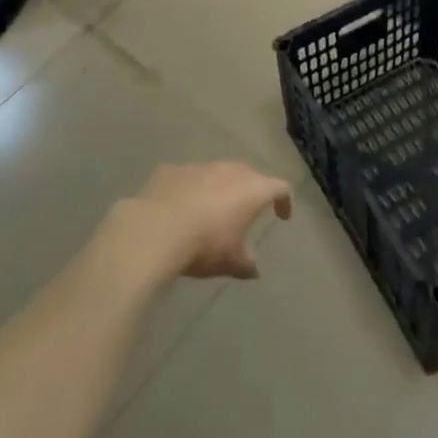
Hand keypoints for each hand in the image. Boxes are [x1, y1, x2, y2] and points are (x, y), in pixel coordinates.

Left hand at [116, 162, 292, 281]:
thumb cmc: (203, 245)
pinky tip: (180, 209)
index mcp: (251, 190)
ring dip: (219, 189)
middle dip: (251, 191)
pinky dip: (190, 190)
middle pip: (249, 175)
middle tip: (247, 211)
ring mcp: (199, 167)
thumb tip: (255, 270)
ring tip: (212, 211)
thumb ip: (246, 264)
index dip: (284, 201)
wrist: (153, 230)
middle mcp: (229, 171)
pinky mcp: (172, 170)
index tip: (282, 216)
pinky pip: (188, 178)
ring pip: (217, 173)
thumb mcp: (230, 262)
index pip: (279, 188)